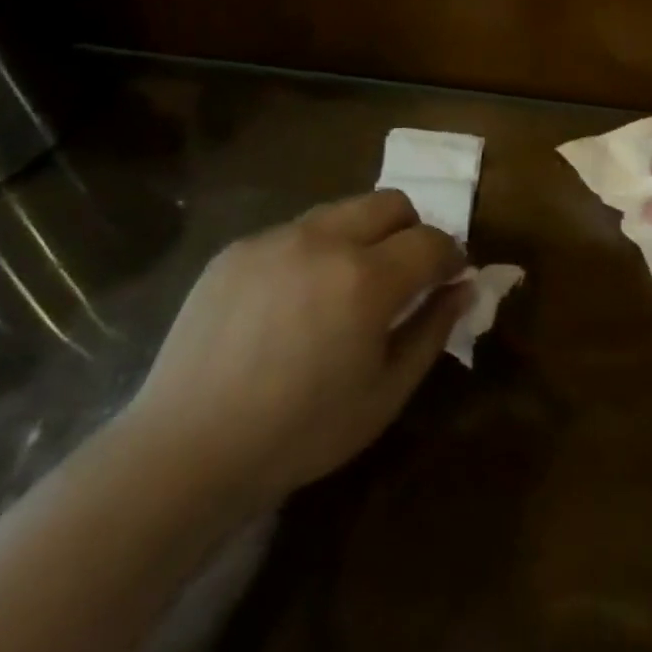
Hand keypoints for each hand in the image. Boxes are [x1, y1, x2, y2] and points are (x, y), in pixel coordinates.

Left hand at [125, 190, 469, 503]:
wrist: (186, 449)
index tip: (450, 278)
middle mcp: (324, 240)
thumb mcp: (384, 394)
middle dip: (411, 230)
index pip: (431, 241)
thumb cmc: (300, 433)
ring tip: (345, 286)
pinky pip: (294, 232)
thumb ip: (432, 331)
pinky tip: (292, 301)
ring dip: (362, 236)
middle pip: (390, 202)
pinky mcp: (239, 247)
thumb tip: (464, 287)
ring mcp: (276, 238)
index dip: (451, 256)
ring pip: (342, 210)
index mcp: (366, 278)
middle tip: (404, 274)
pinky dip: (313, 252)